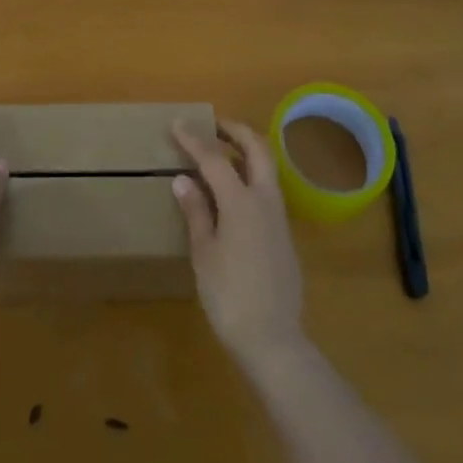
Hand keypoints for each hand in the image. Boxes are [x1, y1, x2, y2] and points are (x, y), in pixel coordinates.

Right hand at [171, 120, 304, 364]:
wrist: (273, 338)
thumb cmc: (229, 296)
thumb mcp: (204, 253)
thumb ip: (196, 211)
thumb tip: (183, 179)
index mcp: (242, 201)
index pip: (215, 159)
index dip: (195, 140)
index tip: (178, 124)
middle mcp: (266, 200)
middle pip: (257, 149)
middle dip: (236, 131)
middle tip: (213, 126)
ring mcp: (279, 216)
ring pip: (268, 168)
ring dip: (247, 151)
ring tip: (222, 152)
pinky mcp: (284, 234)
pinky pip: (269, 189)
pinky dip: (252, 175)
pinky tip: (234, 190)